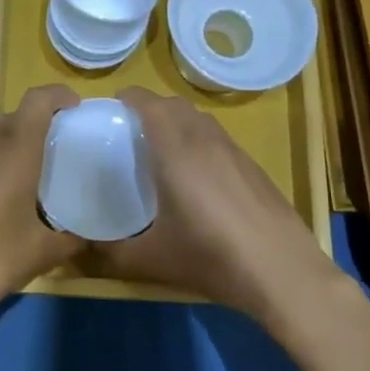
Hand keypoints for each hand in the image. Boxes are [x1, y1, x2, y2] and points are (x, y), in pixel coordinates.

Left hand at [0, 85, 82, 333]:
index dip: (59, 95)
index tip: (71, 108)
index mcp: (16, 150)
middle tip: (40, 155)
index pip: (39, 100)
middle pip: (12, 114)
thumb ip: (71, 239)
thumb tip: (87, 237)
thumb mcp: (41, 254)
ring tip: (4, 165)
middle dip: (30, 126)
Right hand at [92, 87, 337, 321]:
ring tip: (162, 150)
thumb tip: (87, 248)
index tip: (110, 110)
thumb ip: (113, 253)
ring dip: (177, 122)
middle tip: (130, 132)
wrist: (283, 272)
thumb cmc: (212, 257)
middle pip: (174, 104)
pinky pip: (218, 138)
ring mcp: (233, 151)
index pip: (147, 103)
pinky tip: (198, 177)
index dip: (127, 98)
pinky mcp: (253, 166)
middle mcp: (204, 140)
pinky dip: (200, 140)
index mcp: (175, 150)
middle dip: (150, 108)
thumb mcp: (153, 260)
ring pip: (200, 119)